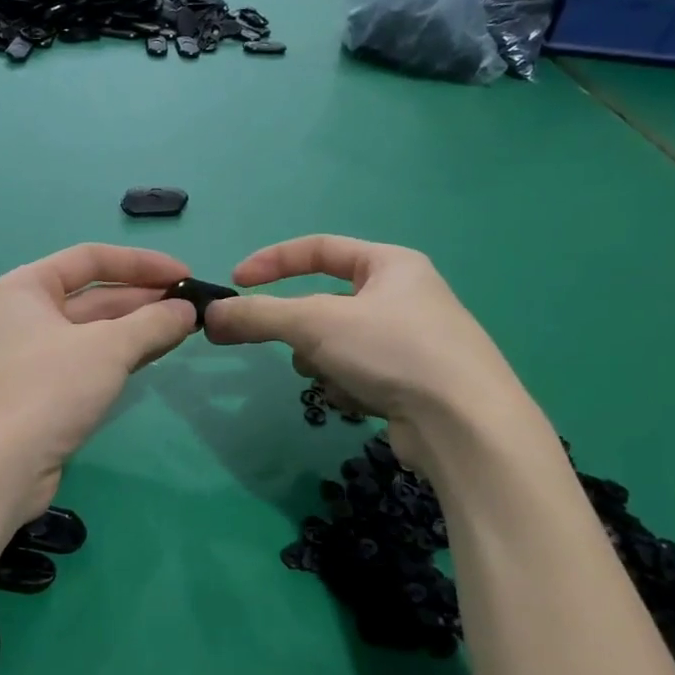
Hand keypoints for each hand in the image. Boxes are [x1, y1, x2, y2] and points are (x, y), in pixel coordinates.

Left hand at [0, 244, 197, 515]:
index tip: (185, 274)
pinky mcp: (43, 392)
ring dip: (138, 328)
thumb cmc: (46, 390)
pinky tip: (155, 355)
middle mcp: (26, 314)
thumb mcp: (106, 349)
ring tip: (185, 329)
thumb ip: (152, 323)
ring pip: (94, 331)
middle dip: (144, 299)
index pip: (91, 258)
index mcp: (27, 286)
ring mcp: (33, 355)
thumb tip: (188, 311)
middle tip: (193, 308)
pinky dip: (122, 356)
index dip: (141, 263)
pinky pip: (90, 361)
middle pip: (94, 295)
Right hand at [205, 235, 540, 473]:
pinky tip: (363, 402)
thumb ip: (258, 315)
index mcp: (391, 265)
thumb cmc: (393, 351)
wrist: (465, 425)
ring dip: (323, 362)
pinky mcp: (411, 383)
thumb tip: (210, 316)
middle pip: (325, 304)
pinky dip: (348, 386)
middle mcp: (404, 297)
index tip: (235, 283)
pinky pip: (356, 373)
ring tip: (335, 379)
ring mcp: (411, 342)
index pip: (318, 249)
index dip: (272, 262)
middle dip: (302, 330)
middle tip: (288, 347)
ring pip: (336, 343)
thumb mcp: (316, 323)